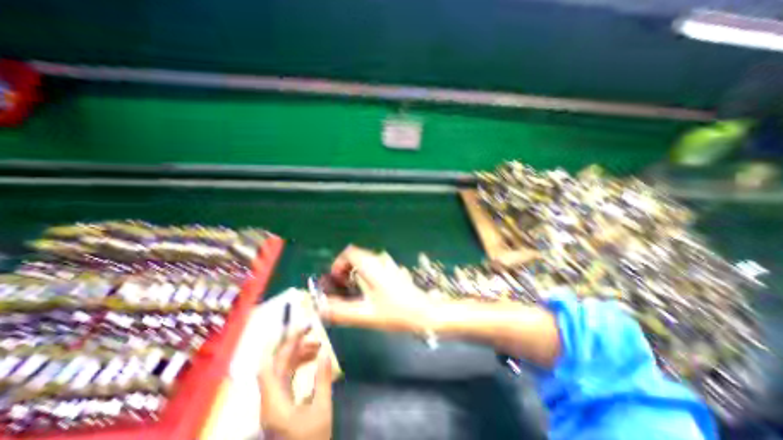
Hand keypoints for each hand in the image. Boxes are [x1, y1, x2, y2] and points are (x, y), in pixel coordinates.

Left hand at [258, 327, 328, 439]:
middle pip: (277, 364)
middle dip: (295, 346)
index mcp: (275, 402)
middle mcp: (270, 399)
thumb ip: (323, 379)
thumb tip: (326, 353)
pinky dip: (298, 366)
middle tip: (314, 335)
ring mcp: (274, 402)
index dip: (283, 344)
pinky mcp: (280, 405)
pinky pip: (286, 377)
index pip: (271, 364)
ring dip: (298, 355)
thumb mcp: (322, 409)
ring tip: (317, 347)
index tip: (301, 329)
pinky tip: (311, 361)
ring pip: (282, 369)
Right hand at [322, 245, 434, 331]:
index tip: (335, 281)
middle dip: (344, 270)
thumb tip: (321, 309)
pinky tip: (367, 293)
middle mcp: (379, 261)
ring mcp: (388, 265)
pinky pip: (373, 268)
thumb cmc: (397, 312)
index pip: (349, 252)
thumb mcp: (367, 314)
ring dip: (354, 273)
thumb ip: (341, 312)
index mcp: (371, 266)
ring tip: (352, 292)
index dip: (338, 264)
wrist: (426, 312)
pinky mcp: (393, 272)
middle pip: (355, 256)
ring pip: (364, 262)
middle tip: (341, 288)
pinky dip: (364, 275)